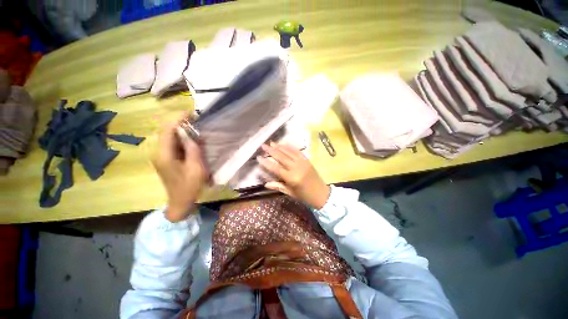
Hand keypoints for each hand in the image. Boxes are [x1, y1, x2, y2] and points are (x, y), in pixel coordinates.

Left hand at [153, 114, 207, 221]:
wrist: (180, 202)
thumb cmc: (190, 186)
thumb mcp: (196, 167)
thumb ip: (192, 148)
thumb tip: (188, 132)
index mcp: (164, 155)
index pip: (168, 130)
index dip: (178, 119)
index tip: (191, 112)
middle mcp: (159, 153)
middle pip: (166, 131)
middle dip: (179, 122)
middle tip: (194, 119)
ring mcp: (161, 156)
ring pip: (168, 137)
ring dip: (180, 129)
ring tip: (194, 126)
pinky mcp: (165, 159)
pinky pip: (172, 144)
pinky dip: (181, 138)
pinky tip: (190, 139)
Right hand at [257, 142, 329, 208]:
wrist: (322, 194)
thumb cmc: (305, 196)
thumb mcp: (290, 193)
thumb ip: (278, 186)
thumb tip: (265, 184)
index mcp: (292, 178)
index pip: (276, 168)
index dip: (266, 163)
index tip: (259, 157)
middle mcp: (297, 168)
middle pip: (282, 157)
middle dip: (272, 151)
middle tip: (263, 145)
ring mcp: (303, 163)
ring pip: (289, 152)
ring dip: (280, 147)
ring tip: (272, 142)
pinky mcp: (307, 160)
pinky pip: (298, 152)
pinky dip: (291, 147)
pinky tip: (285, 144)